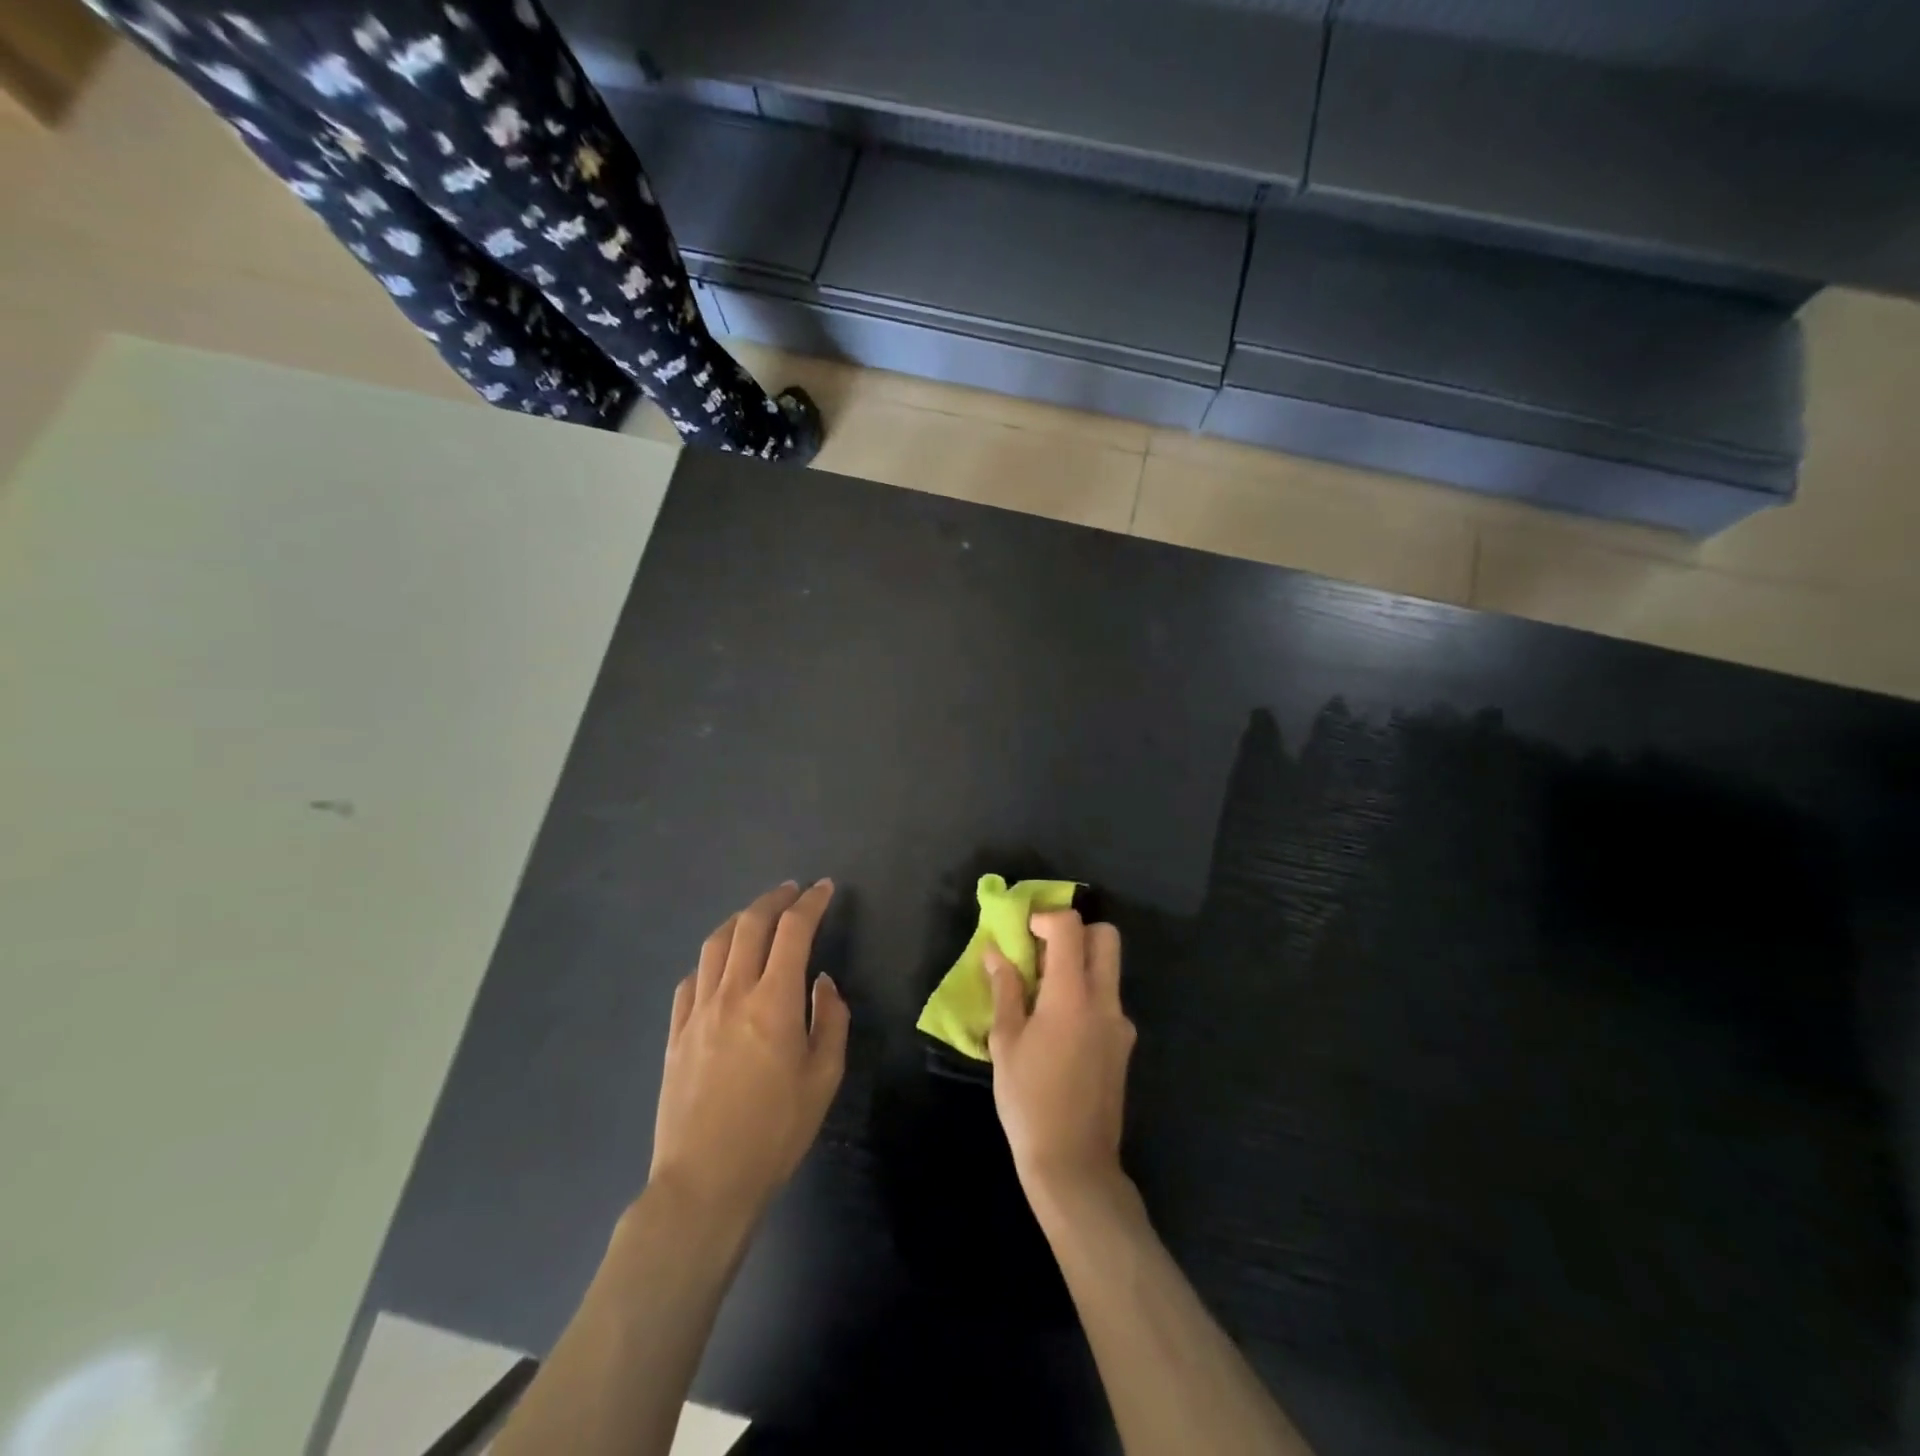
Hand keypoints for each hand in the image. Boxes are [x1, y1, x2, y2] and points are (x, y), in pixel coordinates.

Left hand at [648, 880, 849, 1224]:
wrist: (705, 1182)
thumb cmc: (775, 1132)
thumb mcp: (824, 1078)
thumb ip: (830, 1020)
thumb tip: (821, 983)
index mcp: (773, 1001)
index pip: (793, 931)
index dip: (811, 903)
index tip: (824, 889)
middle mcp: (732, 993)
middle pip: (749, 925)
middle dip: (774, 899)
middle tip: (792, 891)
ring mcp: (697, 1011)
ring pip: (715, 945)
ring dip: (739, 921)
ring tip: (757, 917)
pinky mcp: (675, 1033)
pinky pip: (691, 979)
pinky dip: (710, 959)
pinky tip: (719, 966)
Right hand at [984, 910, 1135, 1203]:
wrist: (1074, 1165)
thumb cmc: (1029, 1101)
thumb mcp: (1006, 1043)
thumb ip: (1005, 991)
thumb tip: (995, 954)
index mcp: (1072, 995)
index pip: (1070, 928)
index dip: (1046, 917)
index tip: (1024, 931)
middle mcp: (1105, 1001)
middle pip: (1105, 937)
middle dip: (1075, 932)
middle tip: (1042, 953)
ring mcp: (1121, 1024)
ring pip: (1109, 969)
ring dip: (1080, 964)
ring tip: (1042, 994)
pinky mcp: (1124, 1045)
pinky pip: (1107, 1000)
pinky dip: (1085, 995)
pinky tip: (1058, 1028)